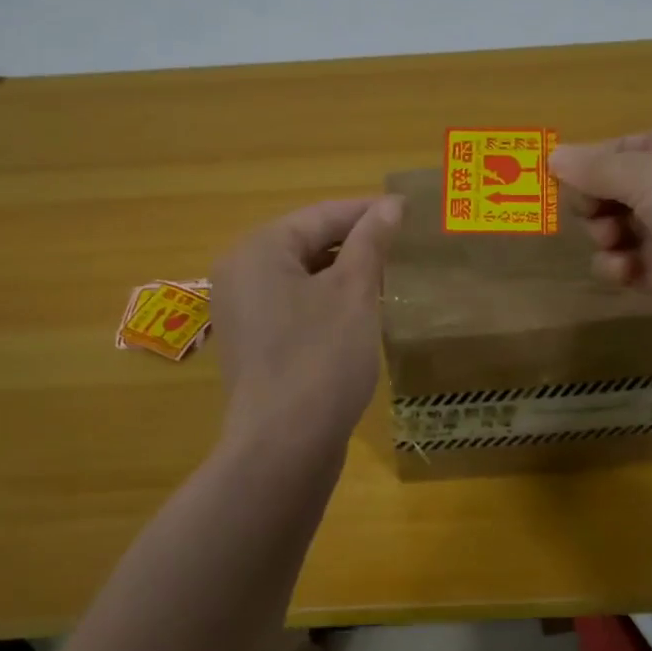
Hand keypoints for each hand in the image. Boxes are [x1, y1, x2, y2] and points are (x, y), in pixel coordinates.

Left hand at [208, 195, 403, 452]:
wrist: (283, 446)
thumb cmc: (321, 357)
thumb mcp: (354, 292)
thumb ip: (371, 242)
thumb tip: (390, 204)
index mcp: (260, 249)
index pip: (322, 215)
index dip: (368, 212)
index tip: (410, 213)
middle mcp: (241, 272)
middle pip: (308, 242)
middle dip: (356, 244)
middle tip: (404, 248)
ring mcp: (243, 311)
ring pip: (303, 276)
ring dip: (344, 274)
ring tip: (389, 278)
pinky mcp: (254, 343)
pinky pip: (295, 305)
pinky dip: (327, 302)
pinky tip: (360, 314)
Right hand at [549, 122, 651, 345]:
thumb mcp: (648, 174)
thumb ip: (595, 167)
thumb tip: (552, 154)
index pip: (619, 148)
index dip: (589, 165)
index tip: (559, 183)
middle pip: (613, 189)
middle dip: (595, 203)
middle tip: (593, 215)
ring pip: (616, 228)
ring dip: (604, 235)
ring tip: (614, 243)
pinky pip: (628, 263)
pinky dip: (619, 267)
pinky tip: (625, 272)